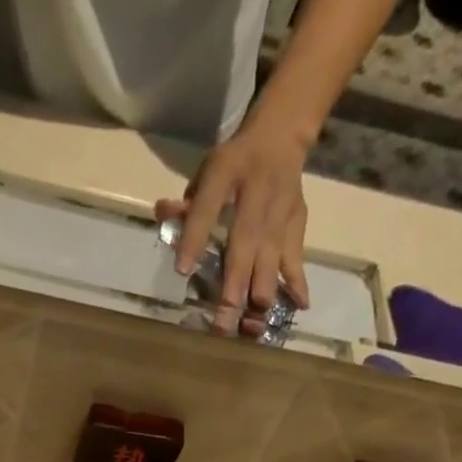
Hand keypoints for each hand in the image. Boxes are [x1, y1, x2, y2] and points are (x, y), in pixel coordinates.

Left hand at [162, 124, 311, 321]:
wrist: (281, 136)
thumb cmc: (233, 164)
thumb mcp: (206, 171)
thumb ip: (186, 202)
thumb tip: (162, 214)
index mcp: (227, 172)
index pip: (207, 207)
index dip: (195, 238)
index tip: (183, 271)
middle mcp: (258, 191)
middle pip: (245, 242)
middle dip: (234, 284)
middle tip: (223, 323)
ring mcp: (281, 209)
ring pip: (271, 255)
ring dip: (262, 292)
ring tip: (252, 325)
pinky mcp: (297, 221)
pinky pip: (296, 255)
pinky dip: (298, 281)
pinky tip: (299, 306)